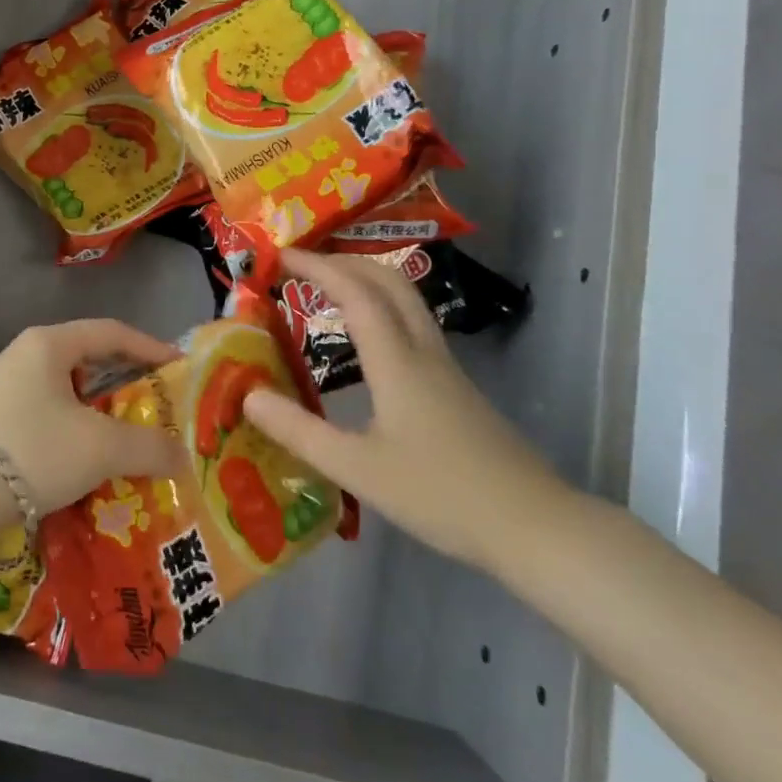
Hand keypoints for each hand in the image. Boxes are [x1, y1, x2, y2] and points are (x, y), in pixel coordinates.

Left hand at [0, 320, 189, 515]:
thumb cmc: (31, 449)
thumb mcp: (99, 447)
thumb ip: (148, 447)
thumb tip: (182, 456)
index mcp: (49, 344)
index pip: (111, 332)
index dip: (150, 347)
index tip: (178, 369)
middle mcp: (25, 357)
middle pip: (88, 363)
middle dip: (126, 387)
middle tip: (156, 412)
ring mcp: (4, 390)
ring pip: (67, 396)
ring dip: (100, 418)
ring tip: (128, 446)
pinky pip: (47, 420)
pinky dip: (74, 437)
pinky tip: (87, 468)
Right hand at [241, 250, 567, 570]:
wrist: (533, 525)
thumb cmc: (440, 494)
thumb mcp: (356, 469)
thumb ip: (298, 431)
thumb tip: (248, 394)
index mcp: (397, 362)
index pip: (355, 293)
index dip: (317, 267)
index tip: (280, 255)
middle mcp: (423, 351)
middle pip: (389, 282)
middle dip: (345, 261)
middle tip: (303, 265)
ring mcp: (445, 368)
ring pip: (406, 301)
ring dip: (366, 281)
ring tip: (328, 290)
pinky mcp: (456, 389)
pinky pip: (413, 326)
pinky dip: (381, 309)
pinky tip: (366, 341)